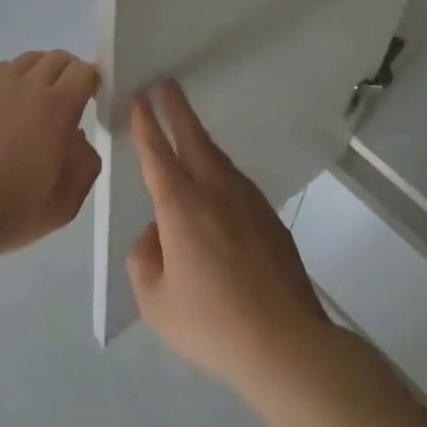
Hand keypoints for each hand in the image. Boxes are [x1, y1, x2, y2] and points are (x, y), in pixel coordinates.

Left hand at [0, 50, 102, 260]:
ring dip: (37, 74)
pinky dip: (7, 82)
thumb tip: (78, 138)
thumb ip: (85, 163)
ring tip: (31, 103)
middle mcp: (26, 85)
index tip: (89, 100)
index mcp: (57, 107)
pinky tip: (0, 110)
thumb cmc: (11, 211)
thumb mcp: (66, 202)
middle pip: (56, 58)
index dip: (91, 82)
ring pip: (25, 61)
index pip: (84, 71)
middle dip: (67, 73)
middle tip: (64, 100)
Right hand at [125, 81, 330, 395]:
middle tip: (165, 83)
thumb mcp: (156, 302)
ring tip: (186, 127)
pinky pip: (236, 181)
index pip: (158, 153)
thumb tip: (155, 237)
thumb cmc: (212, 324)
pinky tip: (216, 182)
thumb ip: (145, 261)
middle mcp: (215, 191)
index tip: (140, 98)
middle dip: (176, 108)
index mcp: (181, 206)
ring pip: (217, 156)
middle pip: (192, 137)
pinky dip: (219, 167)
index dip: (146, 124)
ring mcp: (247, 201)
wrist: (285, 343)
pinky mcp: (269, 217)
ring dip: (199, 136)